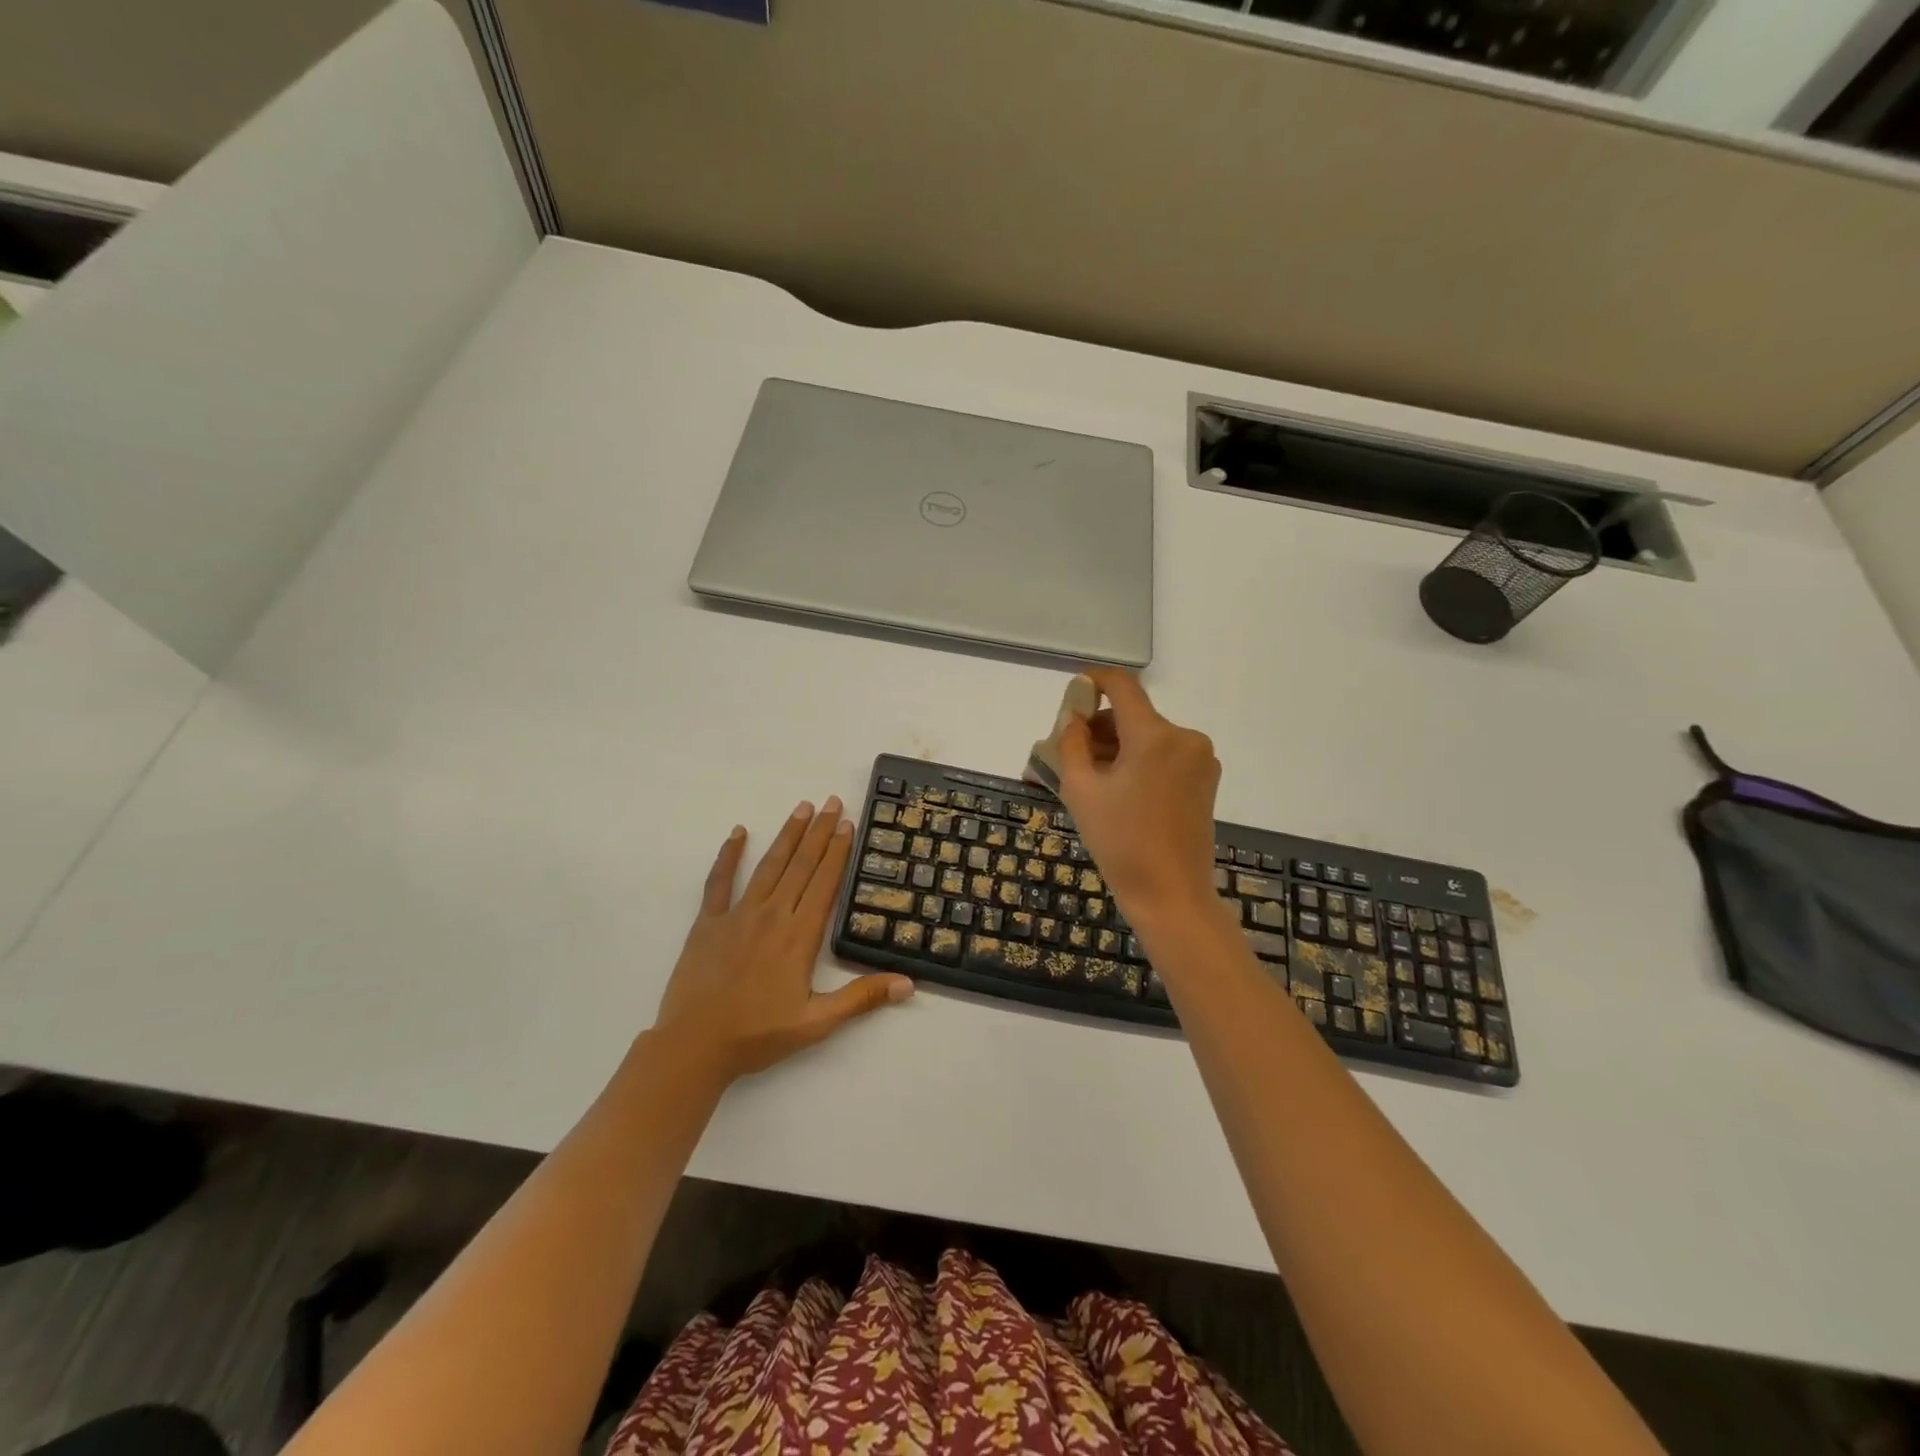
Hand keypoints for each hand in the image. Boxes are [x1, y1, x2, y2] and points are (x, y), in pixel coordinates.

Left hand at [651, 798, 913, 1084]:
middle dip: (819, 832)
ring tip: (802, 808)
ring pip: (769, 866)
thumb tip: (908, 983)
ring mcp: (738, 915)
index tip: (847, 823)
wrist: (695, 1046)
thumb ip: (862, 998)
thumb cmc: (759, 1034)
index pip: (825, 882)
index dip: (838, 851)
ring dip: (787, 835)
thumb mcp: (818, 1022)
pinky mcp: (709, 922)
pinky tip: (738, 833)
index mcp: (800, 936)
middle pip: (801, 865)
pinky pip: (719, 881)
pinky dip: (729, 855)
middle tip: (831, 801)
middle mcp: (773, 915)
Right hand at [1056, 669, 1221, 925]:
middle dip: (1098, 729)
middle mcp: (1184, 737)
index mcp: (1154, 735)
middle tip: (1066, 756)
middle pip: (1132, 715)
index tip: (1071, 698)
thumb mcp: (1081, 790)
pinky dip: (1138, 763)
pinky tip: (1117, 792)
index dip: (1093, 682)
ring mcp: (1200, 759)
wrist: (1171, 895)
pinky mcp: (1206, 779)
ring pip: (1147, 737)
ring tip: (1087, 780)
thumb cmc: (1120, 843)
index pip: (1122, 685)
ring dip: (1116, 748)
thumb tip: (1073, 716)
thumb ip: (1071, 743)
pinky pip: (1164, 757)